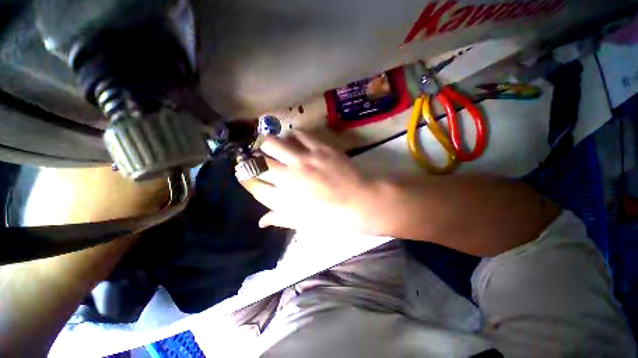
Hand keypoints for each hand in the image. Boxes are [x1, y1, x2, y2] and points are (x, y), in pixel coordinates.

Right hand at [242, 131, 379, 232]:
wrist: (361, 203)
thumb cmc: (333, 218)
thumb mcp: (305, 223)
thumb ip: (280, 218)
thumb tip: (261, 221)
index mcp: (285, 197)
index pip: (254, 184)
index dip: (246, 178)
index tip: (246, 174)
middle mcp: (290, 175)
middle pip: (258, 158)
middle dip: (254, 158)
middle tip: (261, 158)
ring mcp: (306, 158)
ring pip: (274, 141)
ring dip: (271, 145)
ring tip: (277, 147)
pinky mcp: (321, 148)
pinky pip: (300, 134)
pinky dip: (294, 137)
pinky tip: (297, 142)